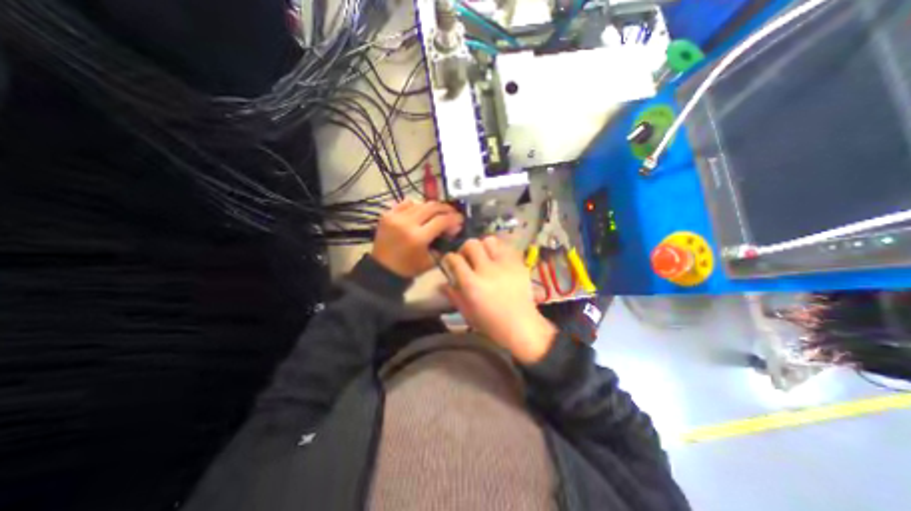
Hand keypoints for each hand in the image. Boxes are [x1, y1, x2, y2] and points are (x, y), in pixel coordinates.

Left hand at [374, 201, 464, 278]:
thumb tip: (455, 227)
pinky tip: (420, 212)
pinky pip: (405, 203)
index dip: (454, 218)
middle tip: (452, 213)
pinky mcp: (387, 214)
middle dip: (446, 208)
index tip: (460, 219)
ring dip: (432, 207)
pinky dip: (416, 205)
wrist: (383, 269)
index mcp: (418, 237)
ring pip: (420, 203)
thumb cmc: (410, 268)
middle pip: (432, 207)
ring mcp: (395, 217)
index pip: (441, 220)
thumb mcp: (432, 260)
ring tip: (438, 213)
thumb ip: (445, 243)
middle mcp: (407, 223)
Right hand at [442, 236, 555, 363]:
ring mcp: (504, 265)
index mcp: (472, 284)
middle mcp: (487, 270)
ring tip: (484, 256)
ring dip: (483, 246)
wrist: (521, 326)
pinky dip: (499, 250)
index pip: (455, 259)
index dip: (449, 258)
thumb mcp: (467, 313)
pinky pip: (506, 247)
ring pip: (489, 241)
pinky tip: (498, 260)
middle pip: (471, 244)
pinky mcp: (518, 264)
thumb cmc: (491, 323)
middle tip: (467, 258)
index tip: (450, 261)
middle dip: (465, 249)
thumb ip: (453, 295)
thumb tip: (442, 283)